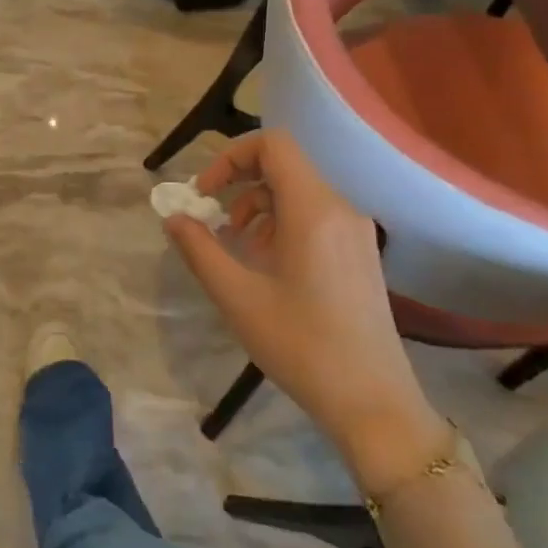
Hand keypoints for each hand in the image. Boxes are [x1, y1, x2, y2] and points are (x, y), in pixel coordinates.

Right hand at [162, 129, 444, 492]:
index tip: (205, 193)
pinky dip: (281, 224)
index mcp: (314, 210)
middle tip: (211, 221)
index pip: (274, 145)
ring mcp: (355, 232)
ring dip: (257, 207)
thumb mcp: (236, 297)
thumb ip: (199, 249)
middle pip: (285, 166)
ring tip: (236, 249)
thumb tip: (174, 217)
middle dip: (239, 184)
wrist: (373, 402)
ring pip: (298, 192)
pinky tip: (265, 265)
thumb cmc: (300, 345)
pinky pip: (314, 217)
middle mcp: (341, 209)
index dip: (231, 156)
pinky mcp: (360, 254)